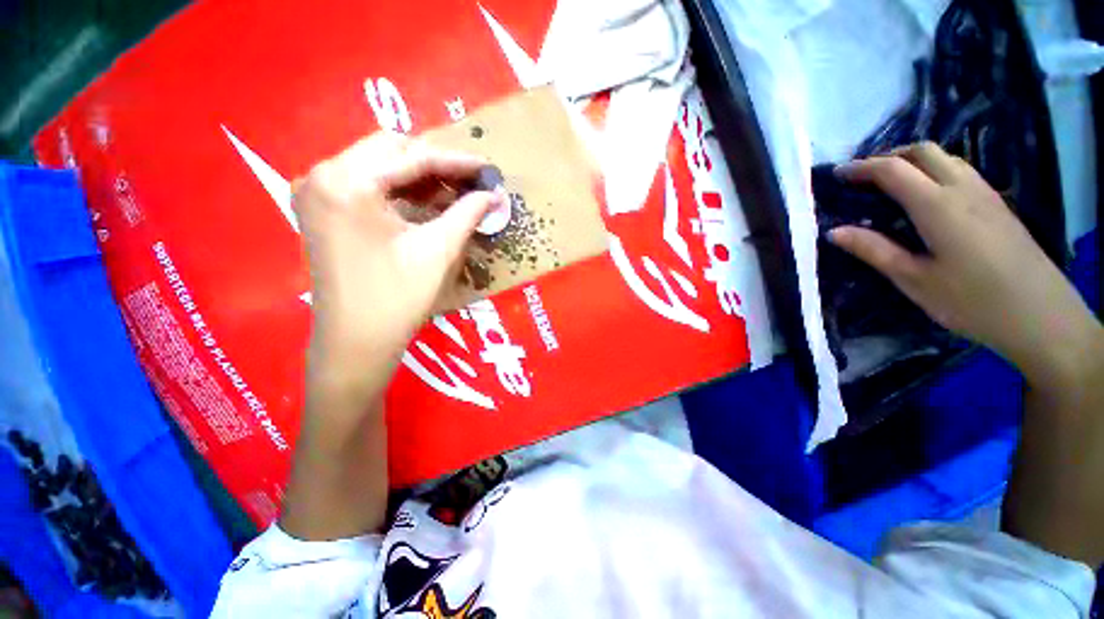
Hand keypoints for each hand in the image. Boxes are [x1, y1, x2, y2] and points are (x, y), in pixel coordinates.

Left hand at [295, 132, 500, 401]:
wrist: (356, 342)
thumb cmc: (397, 299)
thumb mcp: (438, 251)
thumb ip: (467, 213)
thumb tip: (494, 194)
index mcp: (346, 182)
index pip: (411, 156)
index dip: (456, 161)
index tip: (487, 167)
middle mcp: (322, 176)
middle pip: (390, 151)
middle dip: (435, 165)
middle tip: (471, 183)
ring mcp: (317, 192)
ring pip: (378, 165)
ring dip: (419, 177)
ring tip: (456, 192)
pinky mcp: (323, 210)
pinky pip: (367, 184)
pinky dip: (400, 190)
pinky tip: (427, 202)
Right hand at [829, 142, 1101, 388]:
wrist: (1042, 317)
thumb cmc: (973, 302)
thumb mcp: (915, 280)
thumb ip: (874, 250)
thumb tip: (834, 232)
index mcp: (938, 206)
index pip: (893, 170)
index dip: (861, 168)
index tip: (837, 175)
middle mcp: (963, 189)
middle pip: (923, 151)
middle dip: (888, 156)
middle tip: (863, 177)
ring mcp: (985, 195)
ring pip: (946, 158)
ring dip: (913, 161)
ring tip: (891, 183)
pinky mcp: (997, 206)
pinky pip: (961, 171)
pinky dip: (935, 171)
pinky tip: (926, 195)